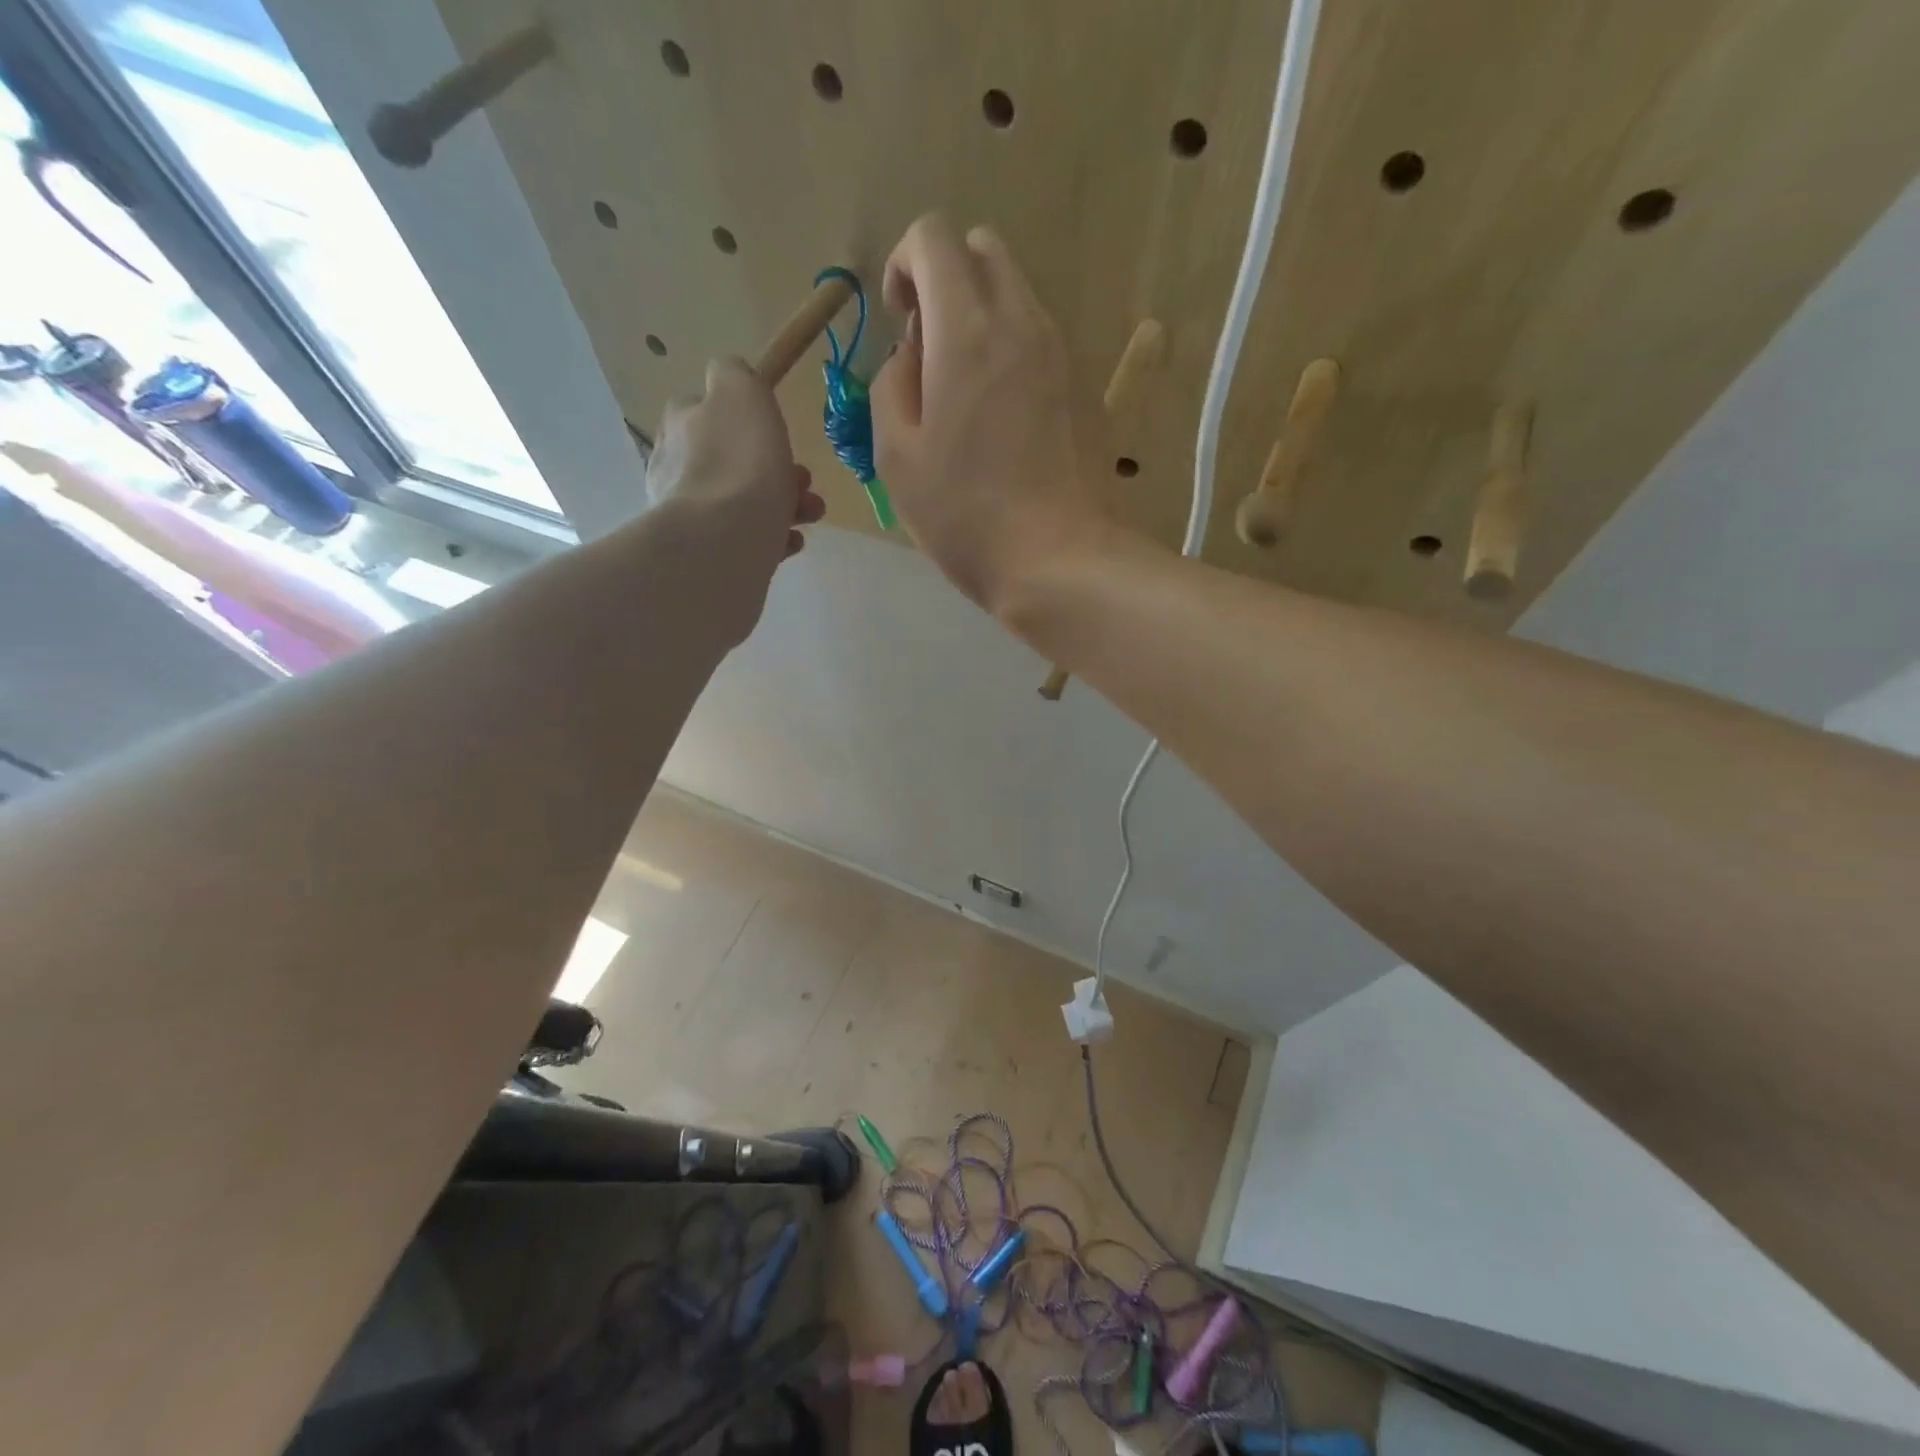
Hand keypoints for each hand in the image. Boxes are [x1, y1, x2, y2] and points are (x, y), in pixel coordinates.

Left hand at [645, 358, 824, 639]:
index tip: (779, 434)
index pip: (707, 410)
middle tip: (805, 480)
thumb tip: (727, 375)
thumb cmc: (741, 462)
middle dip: (776, 469)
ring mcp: (689, 516)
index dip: (748, 420)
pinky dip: (771, 539)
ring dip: (783, 504)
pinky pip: (745, 540)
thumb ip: (733, 373)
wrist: (725, 542)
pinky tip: (791, 543)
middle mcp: (676, 468)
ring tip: (811, 515)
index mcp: (680, 425)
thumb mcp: (740, 391)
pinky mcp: (706, 554)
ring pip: (743, 502)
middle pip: (733, 461)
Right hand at [870, 215, 1103, 613]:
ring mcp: (1062, 352)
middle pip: (983, 249)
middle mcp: (1021, 322)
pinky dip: (1013, 350)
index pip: (934, 236)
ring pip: (1017, 292)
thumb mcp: (897, 457)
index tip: (899, 323)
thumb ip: (891, 384)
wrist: (1060, 560)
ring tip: (966, 393)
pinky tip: (1004, 418)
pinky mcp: (1085, 386)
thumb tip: (911, 354)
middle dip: (946, 279)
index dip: (904, 265)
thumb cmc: (966, 516)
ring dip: (981, 317)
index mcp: (965, 331)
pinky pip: (1041, 338)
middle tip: (930, 351)